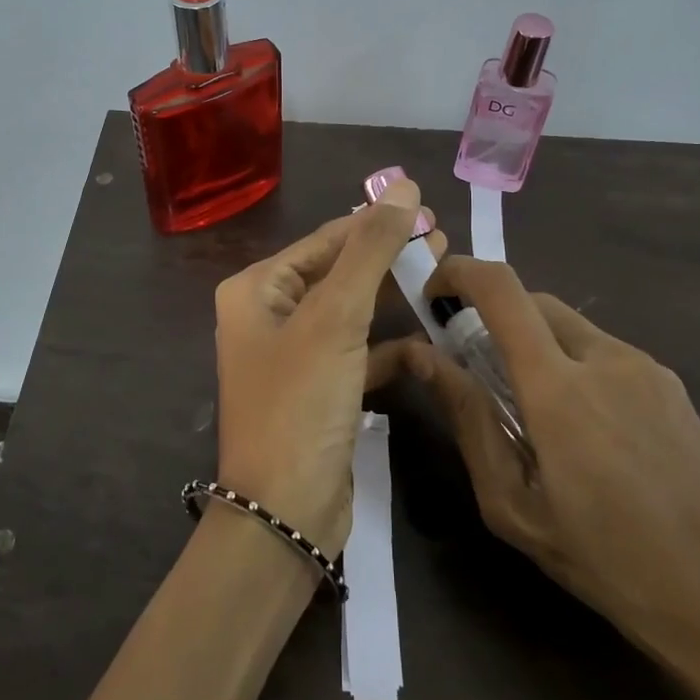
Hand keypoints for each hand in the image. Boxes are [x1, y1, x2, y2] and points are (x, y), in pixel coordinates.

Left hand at [212, 179, 444, 554]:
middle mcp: (268, 317)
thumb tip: (403, 187)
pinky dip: (388, 343)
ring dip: (392, 295)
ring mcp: (293, 357)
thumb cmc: (300, 403)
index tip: (427, 210)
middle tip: (443, 240)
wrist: (285, 512)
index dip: (375, 223)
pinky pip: (357, 353)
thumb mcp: (335, 318)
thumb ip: (370, 250)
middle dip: (387, 256)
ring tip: (443, 273)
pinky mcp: (318, 392)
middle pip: (337, 273)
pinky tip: (428, 336)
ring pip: (350, 312)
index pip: (324, 241)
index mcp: (256, 290)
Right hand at [391, 257, 699, 687]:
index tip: (432, 296)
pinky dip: (574, 366)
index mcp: (559, 386)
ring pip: (570, 326)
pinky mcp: (674, 386)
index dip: (459, 272)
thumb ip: (467, 419)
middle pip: (532, 300)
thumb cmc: (608, 562)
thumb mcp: (513, 504)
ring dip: (534, 346)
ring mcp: (647, 367)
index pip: (501, 289)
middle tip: (475, 371)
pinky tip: (586, 433)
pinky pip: (605, 353)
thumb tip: (422, 356)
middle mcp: (605, 357)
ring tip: (534, 416)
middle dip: (491, 317)